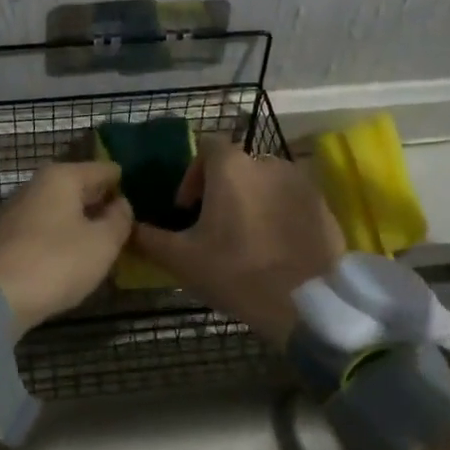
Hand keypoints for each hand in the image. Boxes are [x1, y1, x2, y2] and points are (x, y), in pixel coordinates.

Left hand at [0, 161, 133, 333]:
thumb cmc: (55, 262)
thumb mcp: (102, 243)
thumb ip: (119, 220)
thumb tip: (121, 204)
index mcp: (63, 176)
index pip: (105, 170)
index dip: (125, 185)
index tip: (142, 204)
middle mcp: (37, 184)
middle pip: (80, 188)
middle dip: (102, 204)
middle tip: (127, 227)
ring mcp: (17, 210)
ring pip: (60, 210)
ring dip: (80, 223)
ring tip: (103, 246)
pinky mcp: (4, 237)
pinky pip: (44, 230)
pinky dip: (60, 239)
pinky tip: (71, 259)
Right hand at [130, 138, 343, 346]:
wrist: (308, 304)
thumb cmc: (238, 273)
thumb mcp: (182, 260)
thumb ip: (148, 239)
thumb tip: (127, 228)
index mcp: (231, 166)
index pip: (206, 145)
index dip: (192, 173)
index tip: (186, 208)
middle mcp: (267, 162)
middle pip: (236, 165)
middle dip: (222, 189)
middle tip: (214, 227)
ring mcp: (300, 181)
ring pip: (266, 181)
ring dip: (252, 199)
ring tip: (246, 237)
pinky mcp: (322, 204)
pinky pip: (292, 199)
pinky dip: (279, 213)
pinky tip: (276, 247)